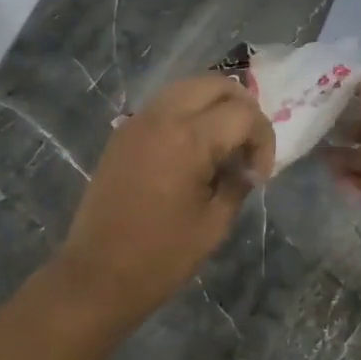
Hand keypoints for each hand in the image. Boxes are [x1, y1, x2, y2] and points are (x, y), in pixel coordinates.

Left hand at [56, 75, 274, 326]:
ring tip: (225, 144)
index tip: (260, 174)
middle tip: (249, 145)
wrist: (97, 275)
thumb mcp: (214, 223)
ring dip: (215, 106)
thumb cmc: (161, 257)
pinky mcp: (123, 133)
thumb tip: (246, 166)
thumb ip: (237, 182)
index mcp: (189, 139)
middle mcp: (162, 117)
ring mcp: (137, 121)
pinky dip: (189, 113)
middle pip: (215, 84)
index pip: (243, 113)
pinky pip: (165, 104)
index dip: (263, 139)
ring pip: (188, 87)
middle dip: (243, 108)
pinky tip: (195, 149)